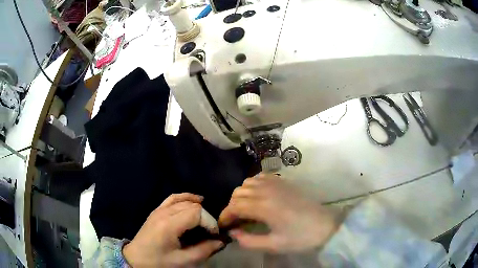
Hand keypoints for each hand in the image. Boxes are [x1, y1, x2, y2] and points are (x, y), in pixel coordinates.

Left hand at [123, 193, 223, 266]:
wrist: (136, 259)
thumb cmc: (159, 262)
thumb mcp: (183, 261)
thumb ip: (204, 250)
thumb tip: (221, 241)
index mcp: (169, 225)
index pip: (196, 212)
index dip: (209, 222)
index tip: (213, 235)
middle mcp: (163, 213)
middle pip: (191, 205)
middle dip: (205, 217)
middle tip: (208, 232)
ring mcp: (158, 210)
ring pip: (183, 200)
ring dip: (197, 207)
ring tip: (206, 218)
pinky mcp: (156, 211)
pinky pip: (172, 198)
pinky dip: (185, 197)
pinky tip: (194, 200)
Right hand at [219, 174, 338, 252]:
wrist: (325, 226)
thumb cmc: (300, 238)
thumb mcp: (273, 245)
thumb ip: (248, 240)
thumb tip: (232, 233)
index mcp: (264, 207)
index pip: (235, 206)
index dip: (225, 216)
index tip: (223, 226)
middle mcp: (268, 190)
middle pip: (238, 193)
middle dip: (231, 207)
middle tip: (234, 221)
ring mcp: (277, 184)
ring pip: (248, 182)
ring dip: (241, 195)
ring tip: (244, 209)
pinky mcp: (284, 182)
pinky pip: (261, 177)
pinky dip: (253, 184)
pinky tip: (256, 195)